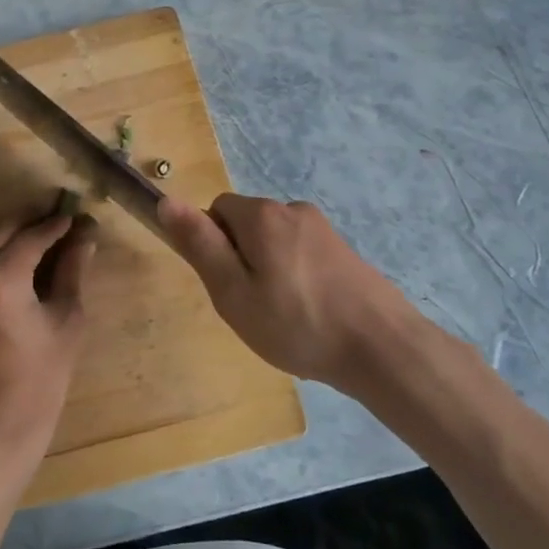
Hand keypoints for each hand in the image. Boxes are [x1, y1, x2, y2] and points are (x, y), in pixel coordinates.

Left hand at [0, 209, 98, 476]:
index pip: (32, 236)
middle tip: (60, 218)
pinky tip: (18, 262)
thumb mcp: (67, 319)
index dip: (57, 224)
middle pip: (2, 231)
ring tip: (42, 236)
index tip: (78, 215)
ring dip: (11, 235)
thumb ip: (73, 271)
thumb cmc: (40, 378)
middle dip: (31, 220)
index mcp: (1, 278)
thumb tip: (86, 236)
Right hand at [160, 194, 422, 389]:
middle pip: (247, 224)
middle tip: (251, 305)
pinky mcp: (344, 250)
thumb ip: (200, 245)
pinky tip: (308, 314)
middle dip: (241, 258)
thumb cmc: (297, 323)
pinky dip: (295, 276)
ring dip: (269, 269)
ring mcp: (323, 229)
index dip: (212, 245)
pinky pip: (301, 254)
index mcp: (261, 215)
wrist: (382, 347)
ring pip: (275, 241)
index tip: (226, 284)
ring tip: (282, 316)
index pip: (216, 210)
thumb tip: (166, 201)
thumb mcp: (233, 292)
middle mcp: (292, 210)